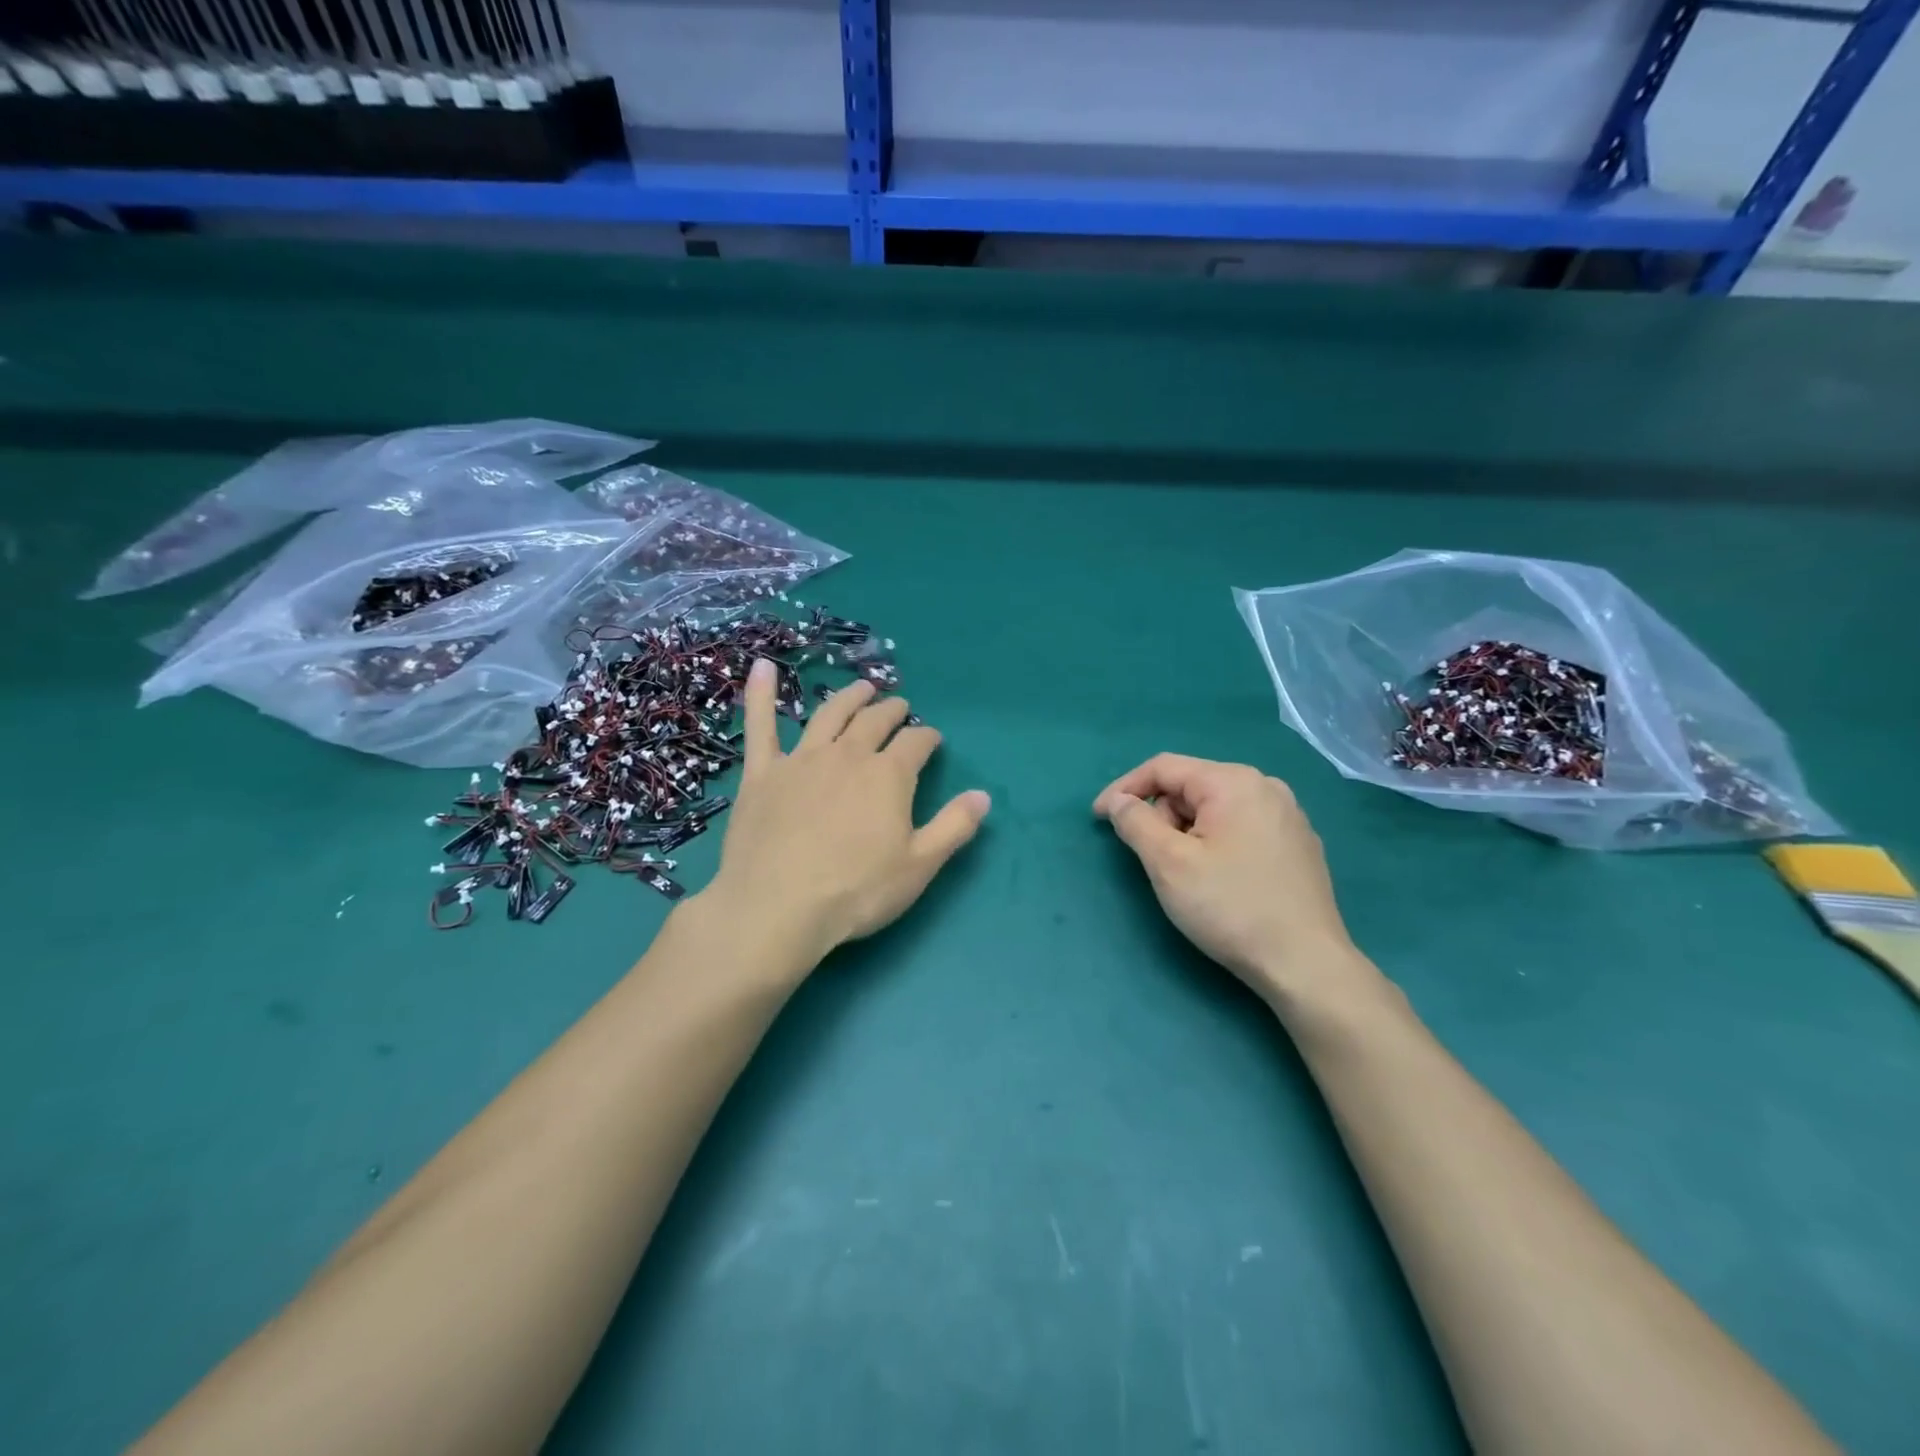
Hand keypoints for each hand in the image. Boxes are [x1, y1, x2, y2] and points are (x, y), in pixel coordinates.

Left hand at [704, 659, 990, 969]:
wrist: (777, 908)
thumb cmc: (856, 891)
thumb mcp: (919, 865)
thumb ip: (954, 826)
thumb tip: (983, 795)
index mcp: (888, 776)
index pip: (916, 743)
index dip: (927, 737)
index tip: (932, 739)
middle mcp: (847, 755)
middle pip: (874, 722)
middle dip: (891, 711)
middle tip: (899, 707)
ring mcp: (801, 760)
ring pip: (829, 715)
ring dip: (849, 697)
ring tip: (862, 688)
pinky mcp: (762, 774)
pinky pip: (761, 725)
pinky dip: (761, 694)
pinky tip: (763, 668)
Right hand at [1093, 754, 1362, 1002]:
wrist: (1305, 964)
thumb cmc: (1230, 907)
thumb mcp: (1168, 863)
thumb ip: (1136, 822)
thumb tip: (1119, 801)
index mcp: (1234, 782)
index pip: (1164, 767)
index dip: (1124, 789)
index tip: (1099, 818)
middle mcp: (1266, 787)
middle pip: (1191, 787)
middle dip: (1162, 817)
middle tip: (1153, 860)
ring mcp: (1289, 817)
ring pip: (1216, 810)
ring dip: (1188, 833)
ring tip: (1188, 875)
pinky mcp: (1299, 846)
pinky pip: (1242, 828)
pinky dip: (1216, 843)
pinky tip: (1221, 881)